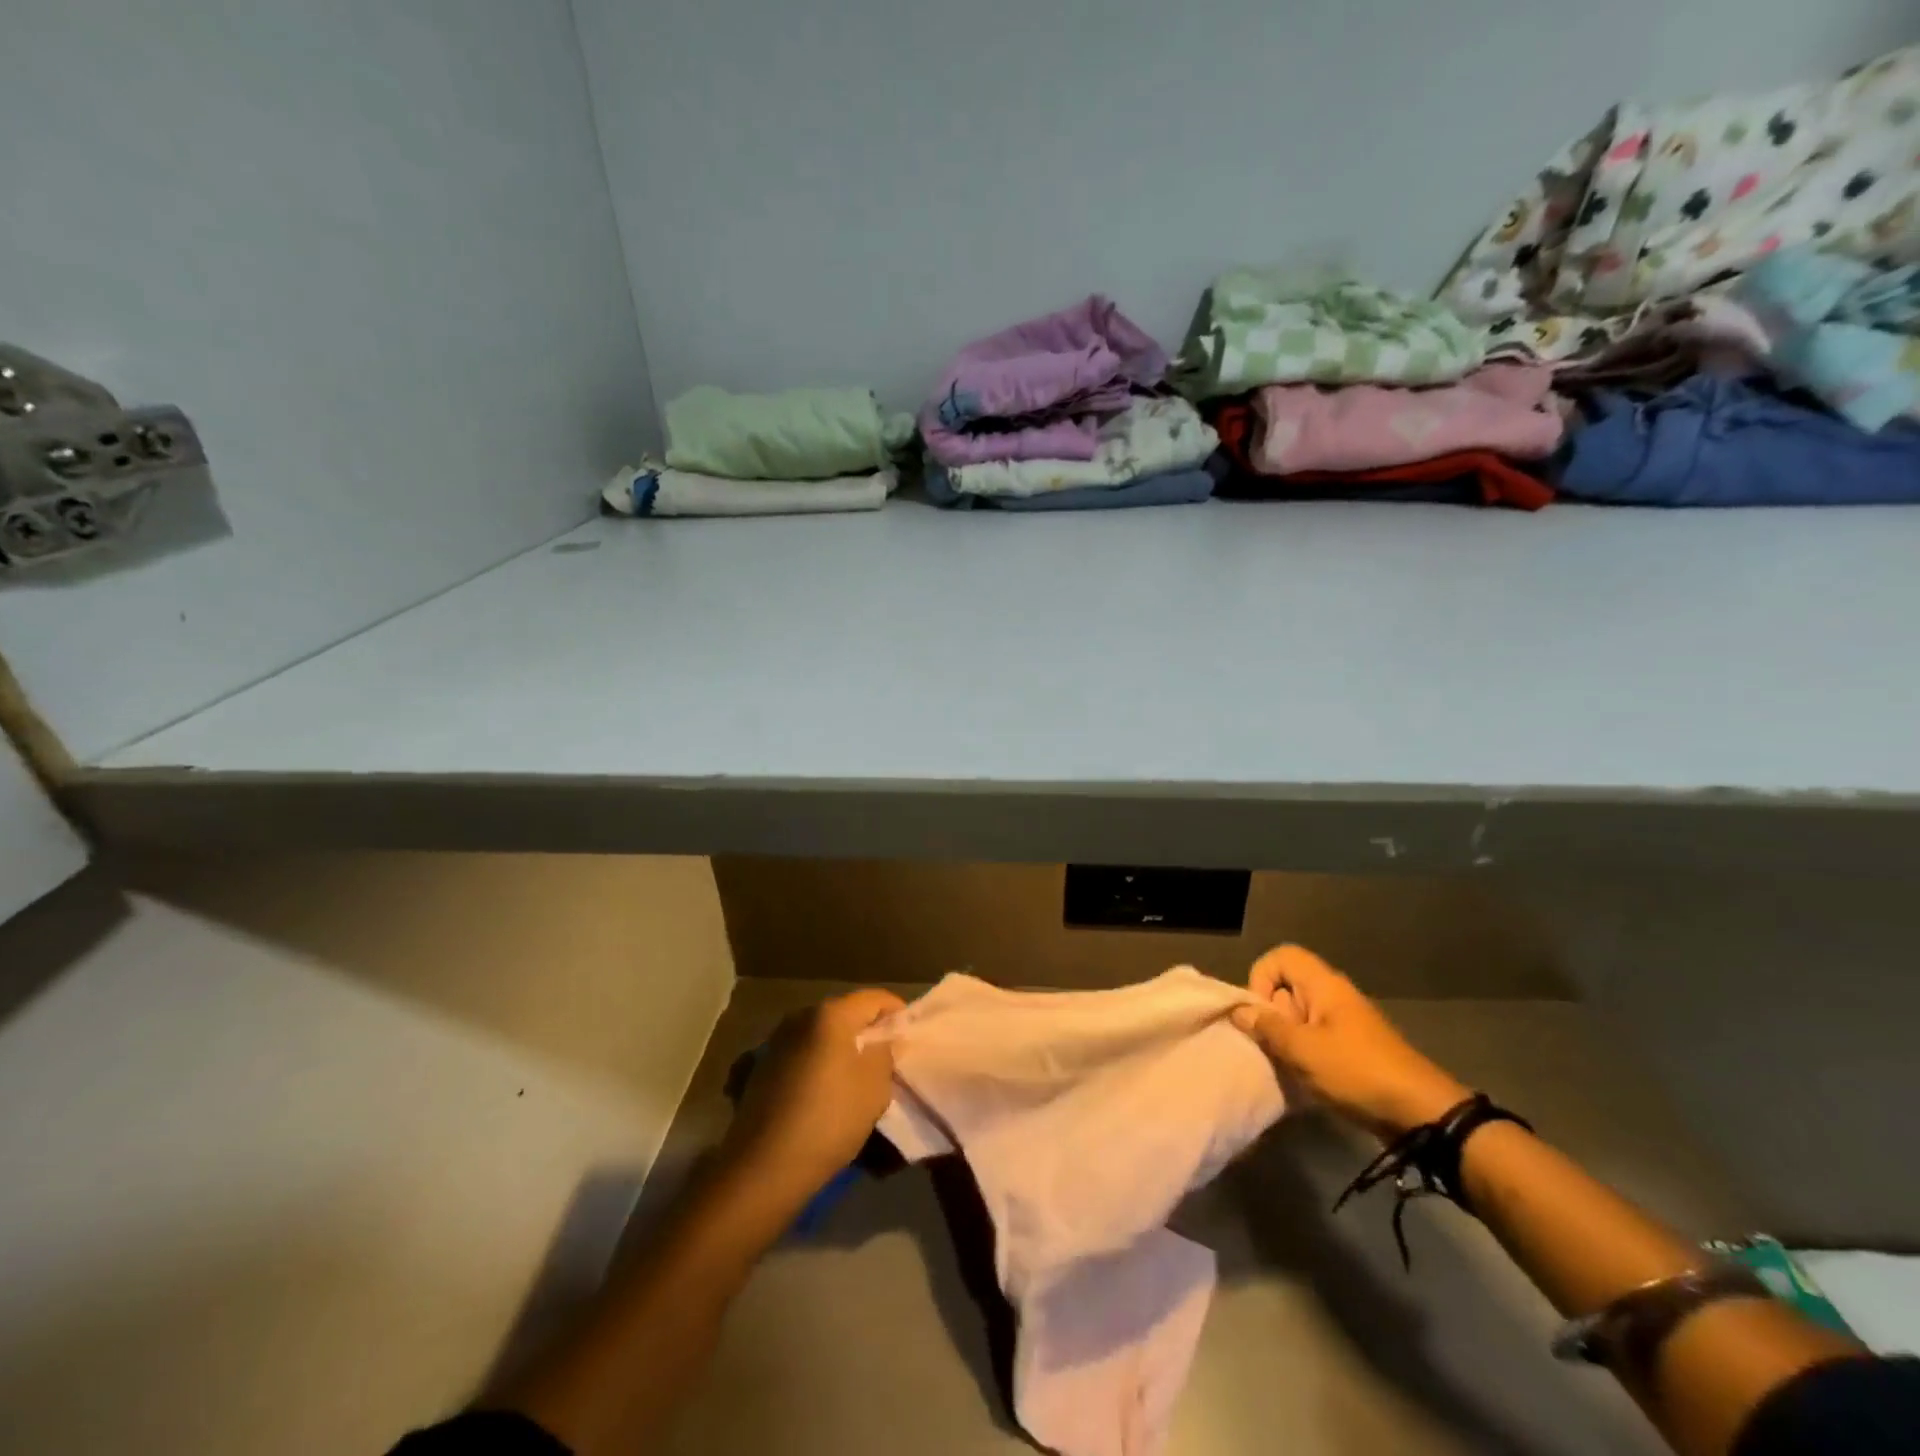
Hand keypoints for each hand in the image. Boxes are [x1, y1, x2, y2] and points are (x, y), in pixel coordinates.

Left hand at [720, 989, 905, 1202]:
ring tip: (855, 1075)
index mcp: (831, 1014)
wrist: (764, 1167)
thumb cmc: (830, 1119)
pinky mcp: (760, 1068)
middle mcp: (800, 1017)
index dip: (896, 1012)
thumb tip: (881, 1041)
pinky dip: (817, 1063)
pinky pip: (801, 1055)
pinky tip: (823, 1090)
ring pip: (820, 1034)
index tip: (909, 1034)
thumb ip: (884, 1053)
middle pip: (845, 1013)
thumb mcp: (875, 1087)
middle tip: (886, 1055)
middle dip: (867, 1030)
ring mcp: (776, 1041)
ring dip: (839, 1047)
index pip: (874, 998)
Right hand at [1230, 945, 1469, 1139]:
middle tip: (1273, 1045)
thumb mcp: (1304, 1051)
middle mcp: (1334, 996)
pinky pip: (1315, 1038)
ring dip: (1285, 1039)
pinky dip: (1303, 1054)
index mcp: (1324, 985)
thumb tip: (1239, 1011)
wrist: (1422, 1114)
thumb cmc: (1358, 1072)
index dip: (1261, 977)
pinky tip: (1306, 1079)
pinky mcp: (1352, 1049)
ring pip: (1298, 1016)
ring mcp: (1345, 1023)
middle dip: (1271, 1014)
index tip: (1261, 1013)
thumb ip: (1267, 1028)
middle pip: (1287, 987)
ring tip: (1288, 1066)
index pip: (1281, 957)